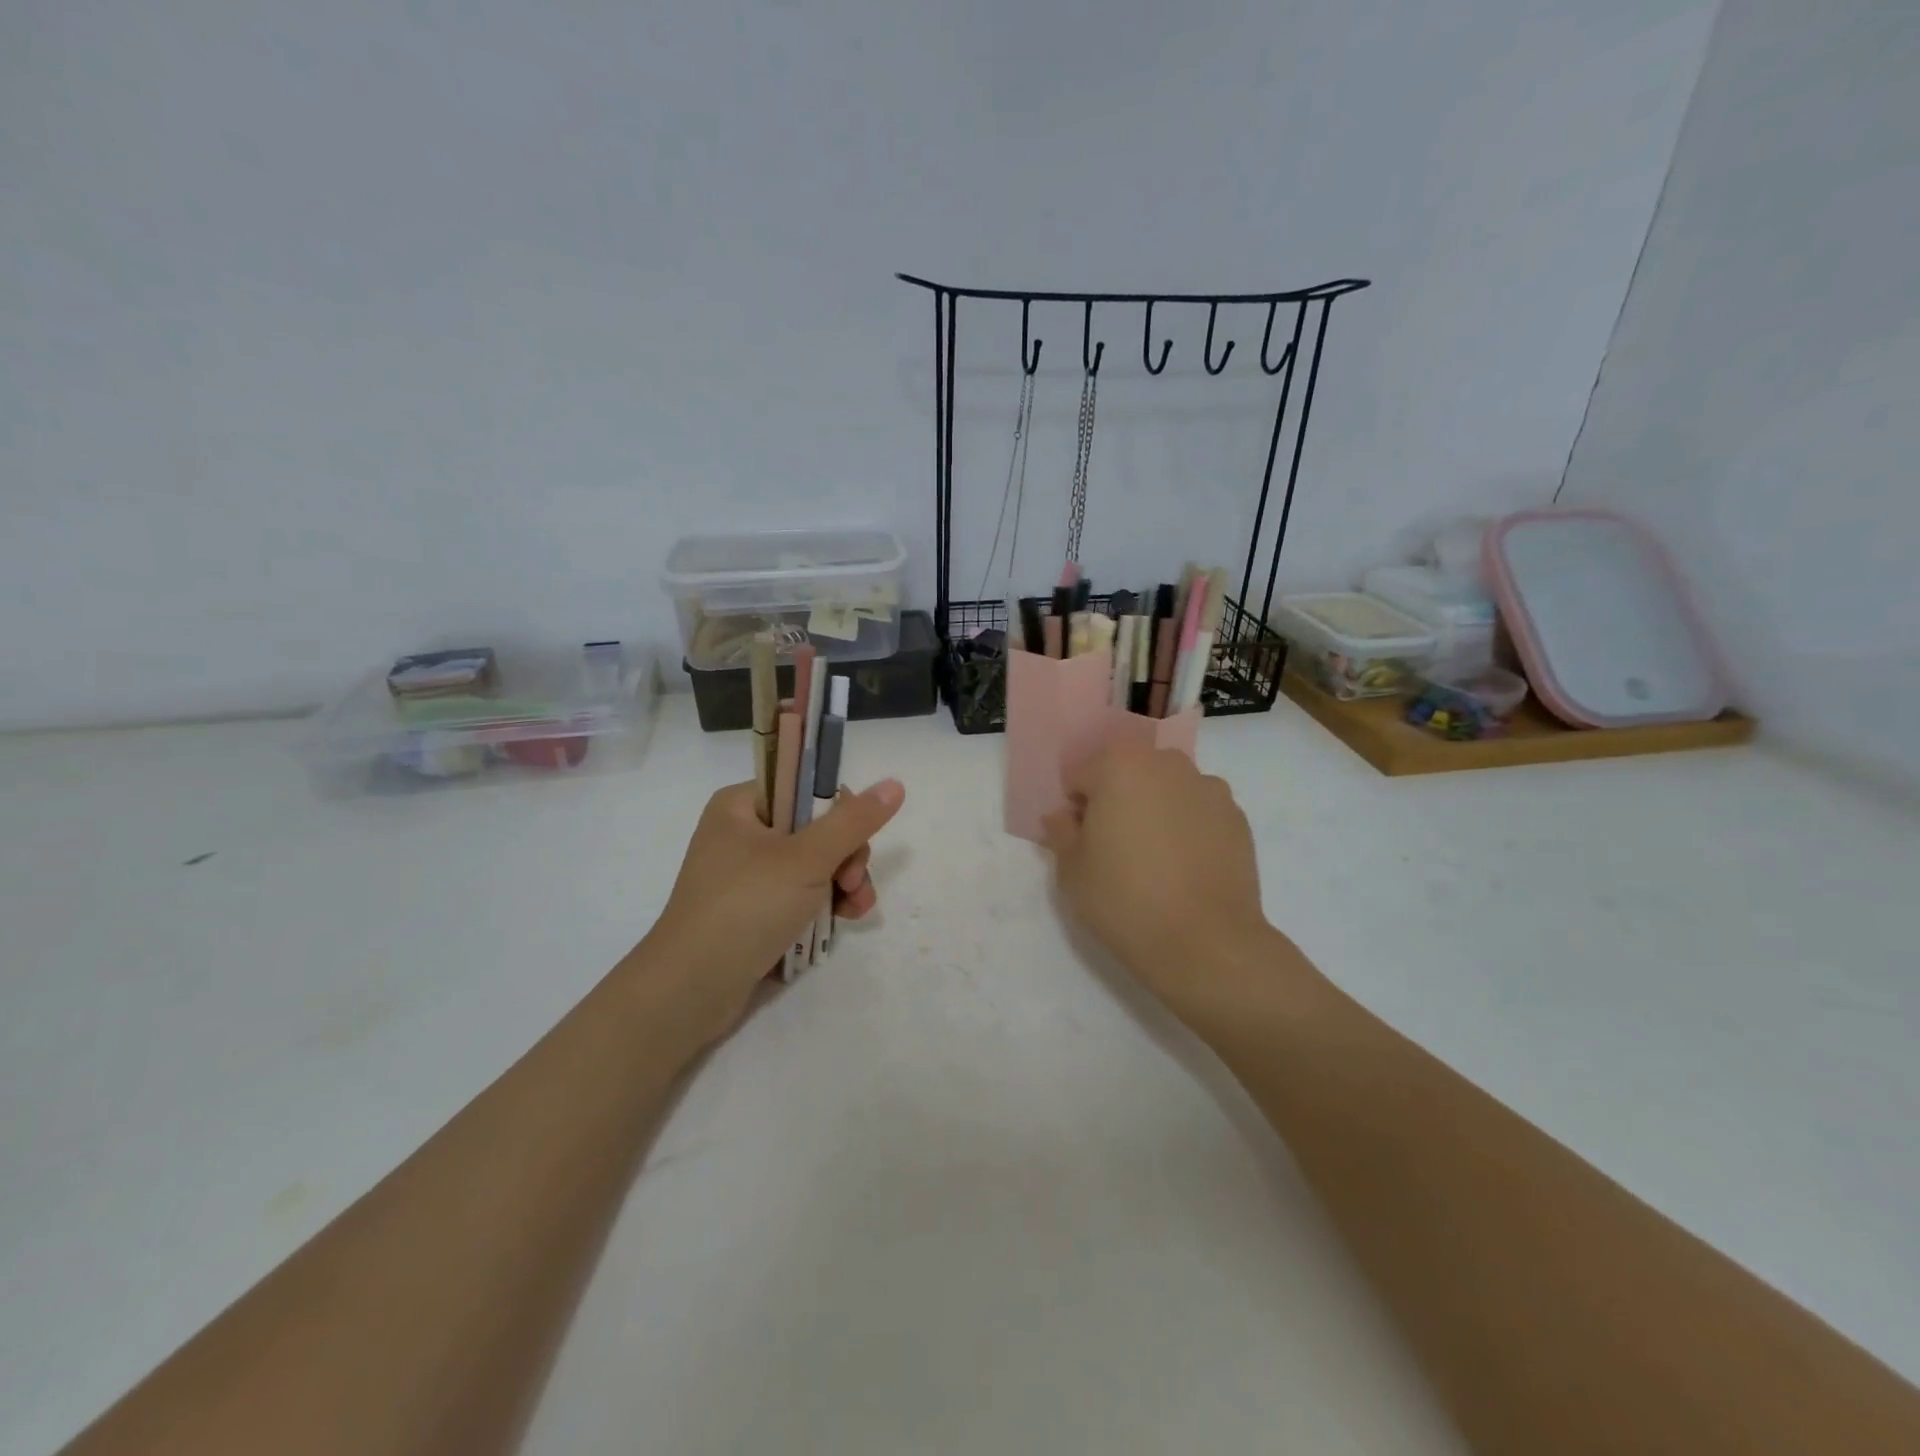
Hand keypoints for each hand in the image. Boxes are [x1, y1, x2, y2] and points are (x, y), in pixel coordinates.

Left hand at [638, 777, 904, 1044]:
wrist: (689, 991)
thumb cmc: (745, 909)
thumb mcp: (806, 859)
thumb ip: (853, 821)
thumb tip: (895, 783)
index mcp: (741, 805)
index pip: (805, 786)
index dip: (838, 810)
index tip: (853, 840)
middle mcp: (742, 834)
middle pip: (816, 827)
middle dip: (846, 856)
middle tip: (852, 882)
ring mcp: (747, 875)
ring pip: (815, 864)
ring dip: (844, 883)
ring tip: (855, 909)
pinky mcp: (754, 911)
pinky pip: (801, 895)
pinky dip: (826, 905)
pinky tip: (845, 921)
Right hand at [1042, 745, 1274, 1023]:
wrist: (1205, 943)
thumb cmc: (1124, 900)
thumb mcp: (1071, 870)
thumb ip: (1062, 832)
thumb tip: (1063, 816)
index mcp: (1120, 765)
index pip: (1083, 776)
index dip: (1078, 809)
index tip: (1083, 843)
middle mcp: (1167, 764)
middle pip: (1129, 774)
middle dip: (1119, 801)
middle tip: (1116, 849)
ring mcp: (1209, 788)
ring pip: (1167, 790)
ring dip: (1156, 811)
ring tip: (1156, 861)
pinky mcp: (1238, 817)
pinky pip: (1199, 812)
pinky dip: (1189, 828)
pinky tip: (1185, 869)